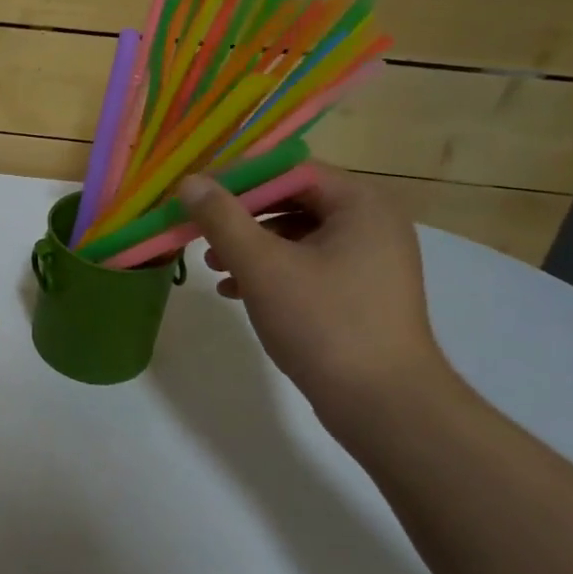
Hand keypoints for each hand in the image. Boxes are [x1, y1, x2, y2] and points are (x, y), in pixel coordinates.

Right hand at [179, 165, 450, 413]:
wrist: (383, 404)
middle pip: (292, 200)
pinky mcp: (360, 291)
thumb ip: (223, 218)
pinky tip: (235, 291)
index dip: (238, 177)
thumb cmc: (324, 322)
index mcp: (361, 203)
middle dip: (241, 216)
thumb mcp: (263, 265)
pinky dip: (270, 270)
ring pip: (297, 234)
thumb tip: (189, 182)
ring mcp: (370, 259)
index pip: (289, 169)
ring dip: (250, 245)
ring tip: (213, 266)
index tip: (196, 194)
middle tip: (199, 229)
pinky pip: (307, 263)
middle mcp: (372, 222)